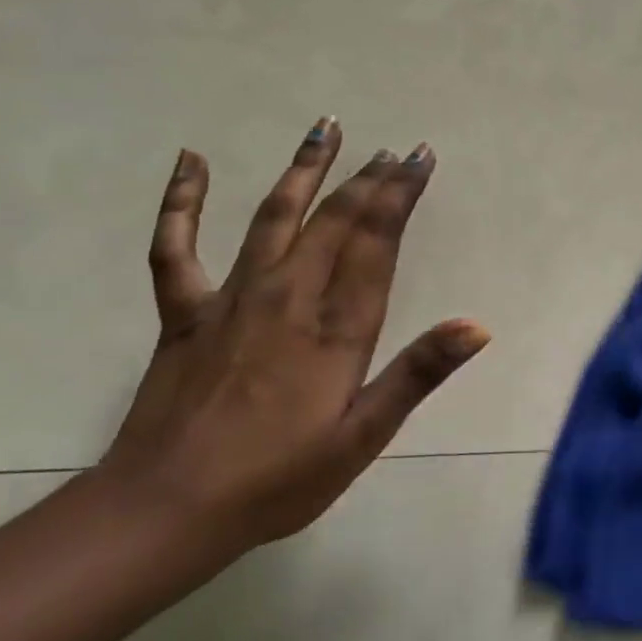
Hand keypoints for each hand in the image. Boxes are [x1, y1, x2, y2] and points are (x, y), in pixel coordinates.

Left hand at [97, 117, 488, 554]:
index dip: (399, 195)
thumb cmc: (277, 481)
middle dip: (369, 179)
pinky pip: (177, 247)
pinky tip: (191, 160)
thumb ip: (417, 374)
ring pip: (273, 217)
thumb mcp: (362, 437)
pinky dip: (182, 202)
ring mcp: (231, 299)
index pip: (375, 243)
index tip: (418, 157)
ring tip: (326, 127)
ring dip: (303, 170)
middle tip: (394, 148)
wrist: (164, 512)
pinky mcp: (185, 313)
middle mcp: (287, 298)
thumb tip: (477, 325)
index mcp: (335, 328)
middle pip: (334, 221)